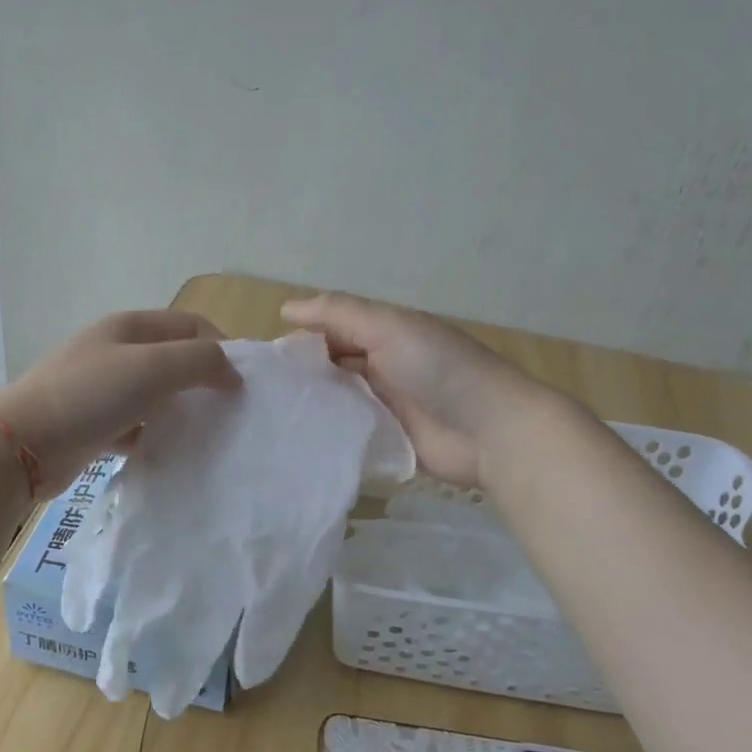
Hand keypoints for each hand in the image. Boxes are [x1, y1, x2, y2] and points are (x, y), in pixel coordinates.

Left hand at [0, 310, 240, 490]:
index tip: (242, 383)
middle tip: (229, 410)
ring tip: (207, 433)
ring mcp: (102, 389)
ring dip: (182, 410)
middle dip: (204, 380)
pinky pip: (137, 426)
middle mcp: (116, 352)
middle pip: (174, 359)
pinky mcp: (94, 424)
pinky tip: (171, 454)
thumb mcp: (153, 367)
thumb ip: (200, 361)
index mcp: (130, 327)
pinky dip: (156, 436)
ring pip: (156, 395)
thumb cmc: (90, 395)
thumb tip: (233, 372)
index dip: (221, 347)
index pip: (190, 325)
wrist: (22, 444)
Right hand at [281, 291, 551, 486]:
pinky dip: (330, 435)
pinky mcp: (389, 441)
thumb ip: (339, 313)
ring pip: (339, 401)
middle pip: (333, 367)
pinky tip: (296, 443)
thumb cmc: (439, 368)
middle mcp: (384, 365)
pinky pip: (351, 434)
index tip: (264, 359)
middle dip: (302, 376)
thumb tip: (286, 308)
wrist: (492, 430)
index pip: (333, 330)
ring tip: (268, 420)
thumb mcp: (389, 327)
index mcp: (386, 333)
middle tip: (259, 395)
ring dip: (314, 406)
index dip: (301, 339)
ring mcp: (387, 406)